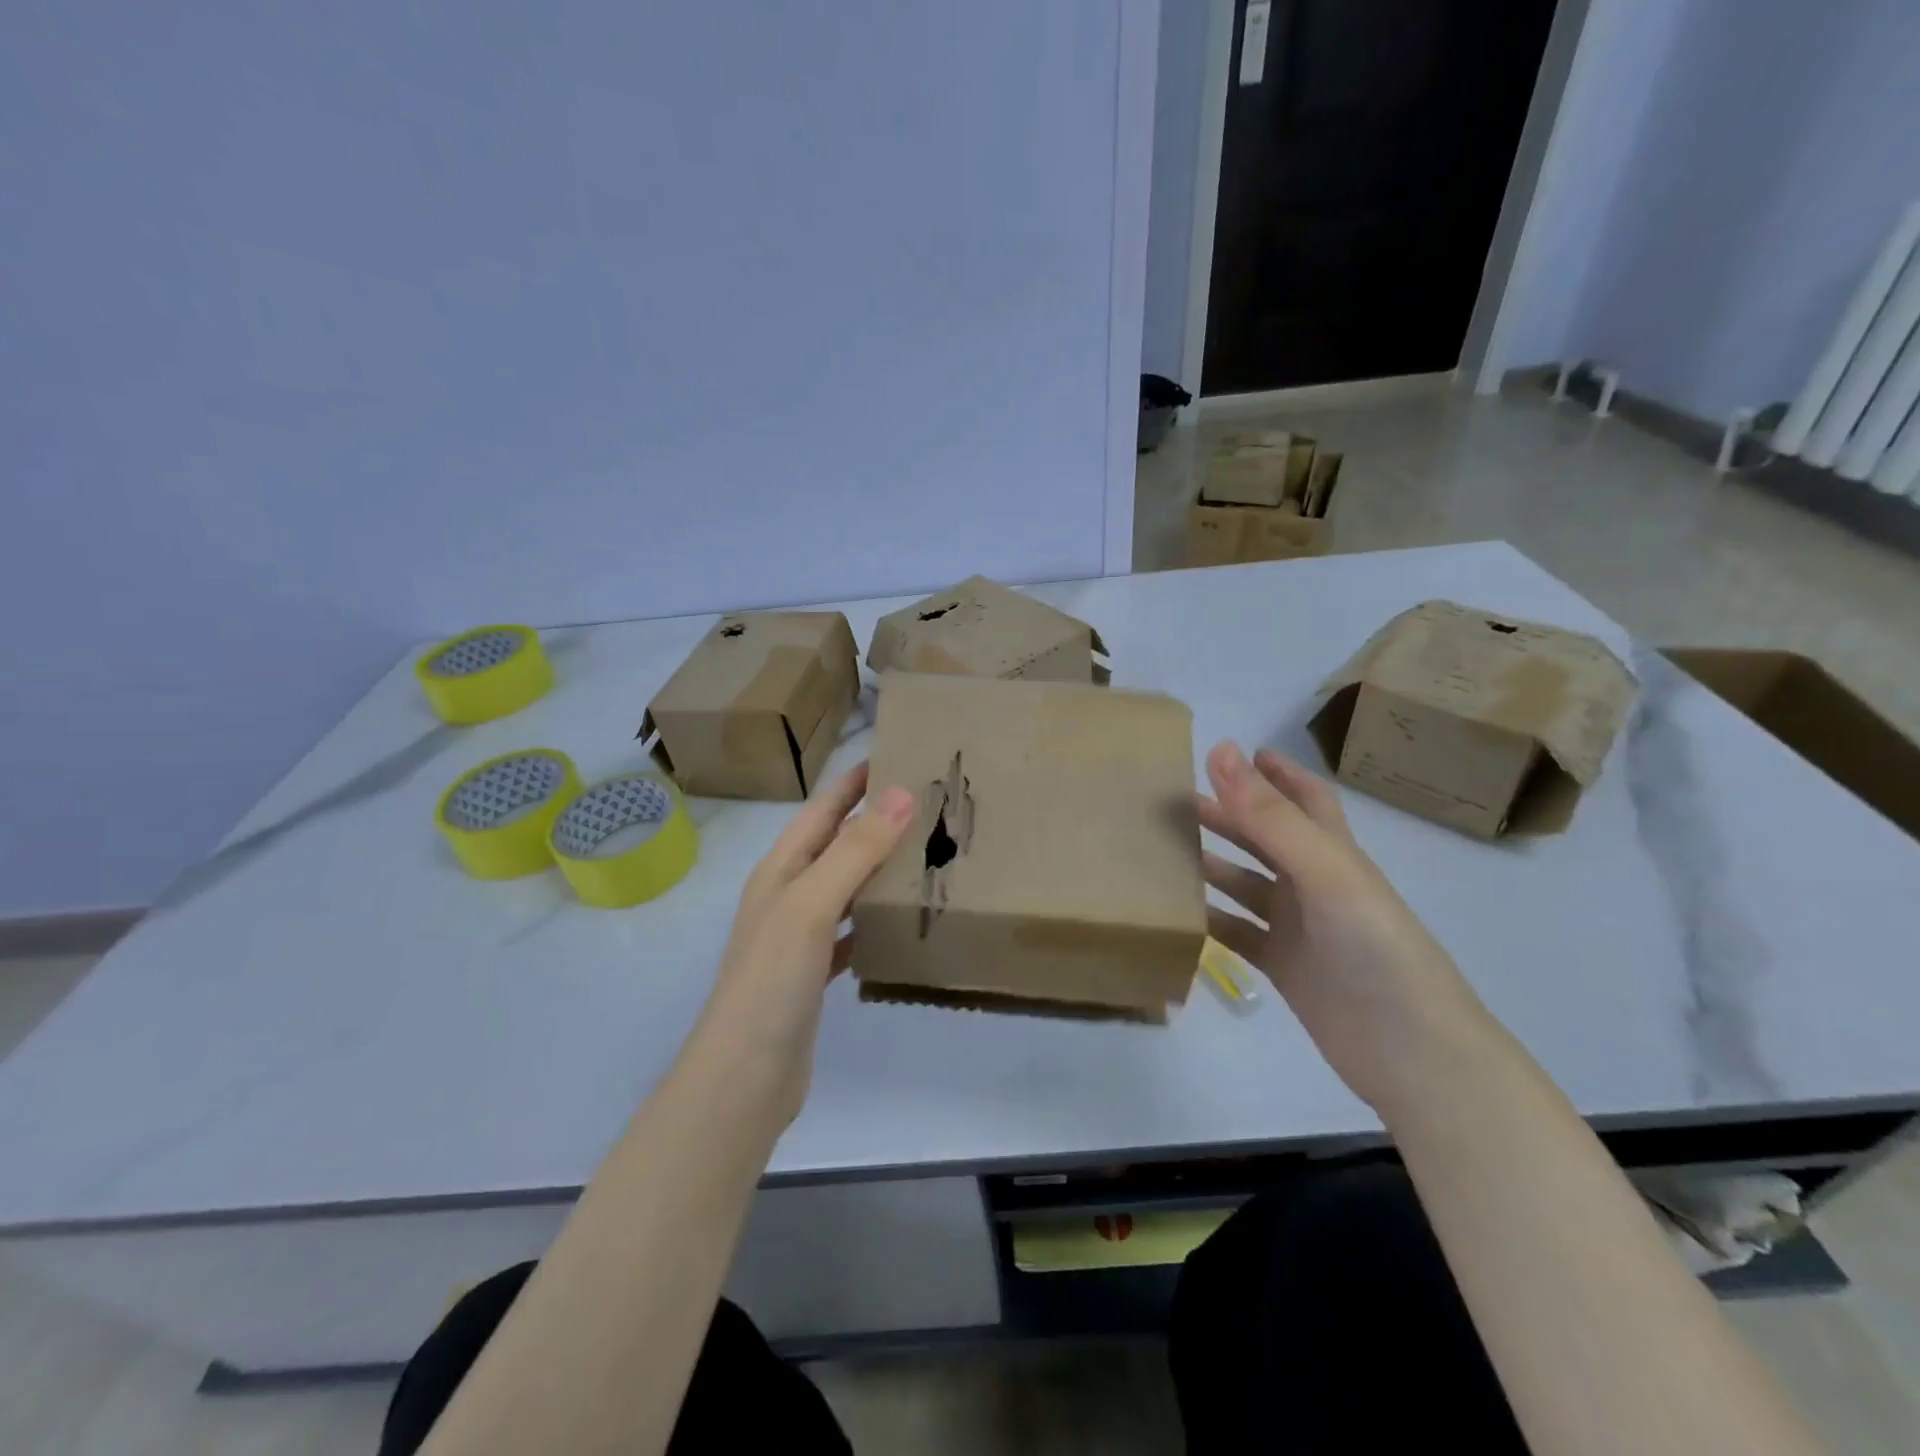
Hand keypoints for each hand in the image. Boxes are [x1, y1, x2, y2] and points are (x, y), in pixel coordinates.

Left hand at [693, 762, 914, 1123]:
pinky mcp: (814, 972)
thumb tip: (901, 793)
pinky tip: (904, 920)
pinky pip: (852, 929)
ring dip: (879, 867)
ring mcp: (799, 935)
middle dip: (876, 820)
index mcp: (782, 868)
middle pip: (836, 843)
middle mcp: (788, 893)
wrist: (744, 1077)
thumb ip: (855, 850)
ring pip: (846, 886)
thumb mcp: (812, 905)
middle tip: (931, 804)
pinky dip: (876, 918)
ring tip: (927, 853)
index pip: (823, 808)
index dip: (856, 780)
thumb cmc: (772, 980)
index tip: (901, 755)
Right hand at [1198, 741, 1494, 1113]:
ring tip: (1163, 850)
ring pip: (1245, 884)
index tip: (1234, 751)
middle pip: (1264, 838)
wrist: (1412, 1054)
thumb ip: (1270, 816)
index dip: (1275, 772)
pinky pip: (1237, 933)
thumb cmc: (1375, 950)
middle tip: (1175, 799)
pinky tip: (1175, 913)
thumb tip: (1221, 750)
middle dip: (1226, 815)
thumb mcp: (1325, 873)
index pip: (1305, 799)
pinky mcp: (1284, 967)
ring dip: (1210, 865)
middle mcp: (1315, 884)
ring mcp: (1298, 927)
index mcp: (1333, 853)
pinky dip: (1209, 920)